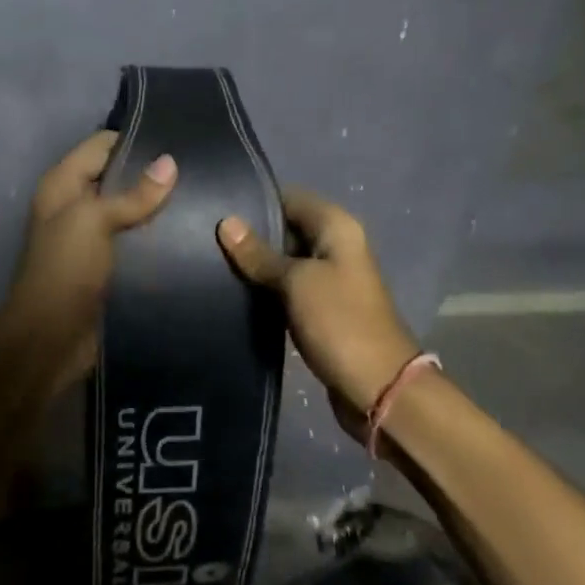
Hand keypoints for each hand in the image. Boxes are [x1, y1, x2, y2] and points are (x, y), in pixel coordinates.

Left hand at [0, 130, 177, 394]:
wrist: (51, 338)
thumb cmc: (65, 269)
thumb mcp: (94, 221)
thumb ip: (133, 194)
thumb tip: (170, 162)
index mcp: (63, 184)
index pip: (101, 145)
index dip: (135, 139)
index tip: (178, 139)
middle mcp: (75, 205)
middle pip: (117, 177)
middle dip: (152, 174)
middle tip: (198, 169)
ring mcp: (90, 237)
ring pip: (129, 210)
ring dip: (157, 207)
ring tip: (201, 198)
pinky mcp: (106, 265)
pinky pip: (134, 240)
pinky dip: (155, 236)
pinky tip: (189, 233)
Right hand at [217, 189, 419, 427]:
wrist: (377, 387)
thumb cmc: (339, 322)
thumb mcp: (296, 282)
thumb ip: (259, 254)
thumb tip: (226, 222)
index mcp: (337, 228)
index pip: (289, 198)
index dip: (256, 202)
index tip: (217, 209)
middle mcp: (335, 246)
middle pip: (286, 228)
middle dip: (251, 235)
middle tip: (207, 240)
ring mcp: (329, 279)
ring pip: (284, 260)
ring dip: (256, 265)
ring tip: (212, 264)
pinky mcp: (321, 308)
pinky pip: (288, 288)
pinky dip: (266, 289)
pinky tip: (234, 292)